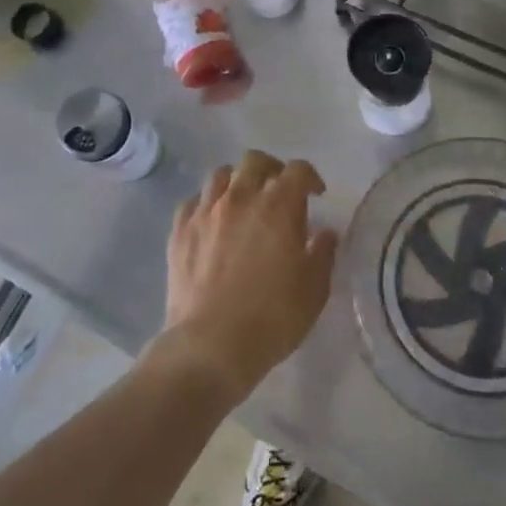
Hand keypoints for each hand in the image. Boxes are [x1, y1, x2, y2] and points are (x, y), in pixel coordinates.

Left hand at [160, 150, 338, 404]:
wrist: (211, 344)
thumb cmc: (272, 318)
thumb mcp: (314, 290)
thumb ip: (323, 253)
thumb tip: (325, 233)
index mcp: (279, 205)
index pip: (297, 170)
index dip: (310, 177)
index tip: (316, 194)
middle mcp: (241, 196)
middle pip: (255, 161)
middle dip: (271, 169)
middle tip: (278, 191)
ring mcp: (206, 211)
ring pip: (220, 174)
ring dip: (236, 181)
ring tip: (242, 202)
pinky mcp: (180, 229)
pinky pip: (193, 201)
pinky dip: (206, 204)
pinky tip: (211, 222)